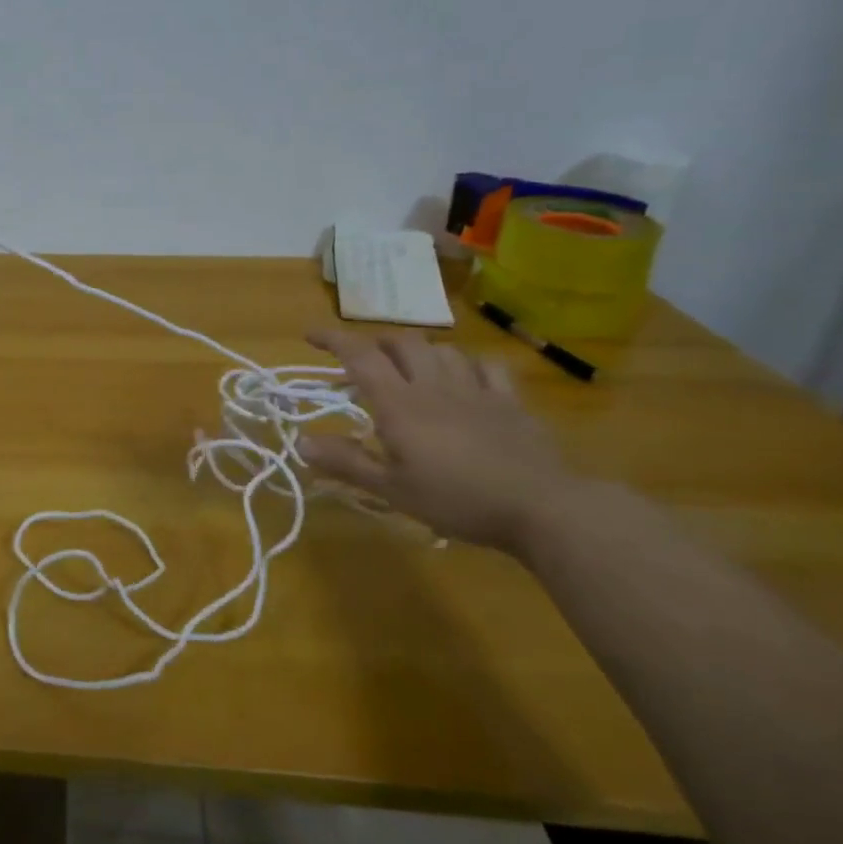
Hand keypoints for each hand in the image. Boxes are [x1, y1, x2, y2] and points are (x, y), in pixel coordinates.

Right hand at [298, 327, 575, 552]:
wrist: (541, 508)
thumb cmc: (457, 500)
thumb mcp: (392, 490)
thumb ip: (346, 462)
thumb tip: (300, 441)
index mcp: (400, 404)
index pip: (360, 356)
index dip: (333, 339)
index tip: (310, 335)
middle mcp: (434, 386)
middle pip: (402, 342)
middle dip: (377, 343)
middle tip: (364, 362)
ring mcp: (476, 389)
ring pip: (443, 349)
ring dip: (419, 352)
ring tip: (411, 370)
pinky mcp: (510, 401)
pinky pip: (487, 366)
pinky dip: (467, 363)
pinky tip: (464, 377)